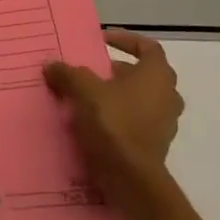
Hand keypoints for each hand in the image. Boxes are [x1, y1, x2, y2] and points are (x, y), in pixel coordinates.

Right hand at [43, 30, 183, 210]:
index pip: (148, 47)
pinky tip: (93, 122)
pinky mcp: (156, 145)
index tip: (103, 41)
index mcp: (157, 75)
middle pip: (143, 74)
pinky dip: (119, 117)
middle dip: (117, 71)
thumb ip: (68, 73)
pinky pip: (136, 122)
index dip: (125, 40)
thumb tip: (51, 65)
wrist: (131, 178)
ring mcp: (165, 123)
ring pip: (140, 99)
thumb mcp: (83, 90)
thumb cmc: (113, 122)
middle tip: (92, 71)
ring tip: (89, 97)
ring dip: (117, 95)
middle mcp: (168, 96)